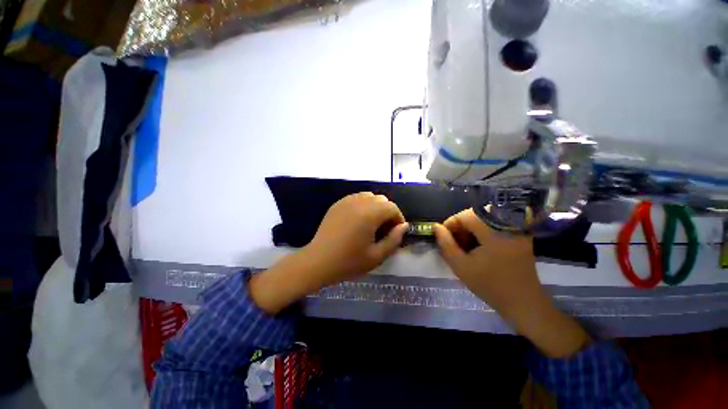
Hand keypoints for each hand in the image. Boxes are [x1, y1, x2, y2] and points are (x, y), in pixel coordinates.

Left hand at [250, 193, 406, 314]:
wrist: (318, 261)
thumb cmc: (348, 262)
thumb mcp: (377, 256)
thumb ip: (394, 239)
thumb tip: (403, 226)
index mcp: (369, 214)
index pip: (392, 207)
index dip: (398, 219)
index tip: (396, 232)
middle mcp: (359, 202)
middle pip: (382, 200)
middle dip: (388, 212)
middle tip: (384, 230)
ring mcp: (346, 201)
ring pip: (369, 196)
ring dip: (376, 207)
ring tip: (372, 224)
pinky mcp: (338, 204)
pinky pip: (357, 198)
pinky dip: (363, 205)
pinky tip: (359, 221)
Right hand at [433, 209, 589, 357]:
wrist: (523, 303)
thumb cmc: (490, 286)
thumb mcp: (461, 266)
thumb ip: (445, 244)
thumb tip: (436, 227)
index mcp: (494, 231)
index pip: (464, 215)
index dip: (450, 225)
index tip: (444, 239)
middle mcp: (507, 224)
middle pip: (474, 215)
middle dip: (460, 228)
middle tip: (454, 245)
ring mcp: (515, 229)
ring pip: (483, 219)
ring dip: (470, 230)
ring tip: (465, 247)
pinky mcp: (519, 234)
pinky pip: (493, 225)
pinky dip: (481, 233)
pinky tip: (478, 247)